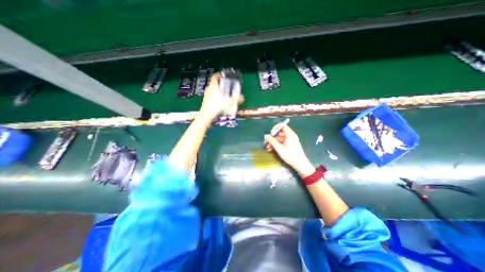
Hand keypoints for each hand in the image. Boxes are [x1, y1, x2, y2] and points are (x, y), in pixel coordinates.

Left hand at [198, 73, 244, 121]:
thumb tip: (242, 98)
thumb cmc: (215, 106)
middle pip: (215, 83)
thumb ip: (236, 99)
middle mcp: (209, 89)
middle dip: (221, 84)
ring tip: (224, 94)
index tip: (223, 75)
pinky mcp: (206, 101)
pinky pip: (212, 96)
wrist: (207, 114)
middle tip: (226, 86)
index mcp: (213, 86)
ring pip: (213, 90)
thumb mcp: (228, 102)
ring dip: (218, 90)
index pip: (215, 76)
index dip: (219, 74)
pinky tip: (221, 101)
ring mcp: (207, 95)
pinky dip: (216, 96)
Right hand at [264, 125, 315, 176]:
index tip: (271, 133)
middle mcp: (290, 136)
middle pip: (279, 133)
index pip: (282, 126)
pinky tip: (271, 149)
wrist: (300, 164)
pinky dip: (276, 144)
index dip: (275, 128)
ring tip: (268, 147)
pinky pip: (281, 142)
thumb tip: (266, 135)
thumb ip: (272, 141)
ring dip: (273, 142)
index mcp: (289, 134)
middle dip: (272, 137)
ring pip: (279, 138)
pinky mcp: (289, 145)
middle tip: (266, 141)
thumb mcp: (279, 148)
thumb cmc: (290, 155)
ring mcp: (290, 140)